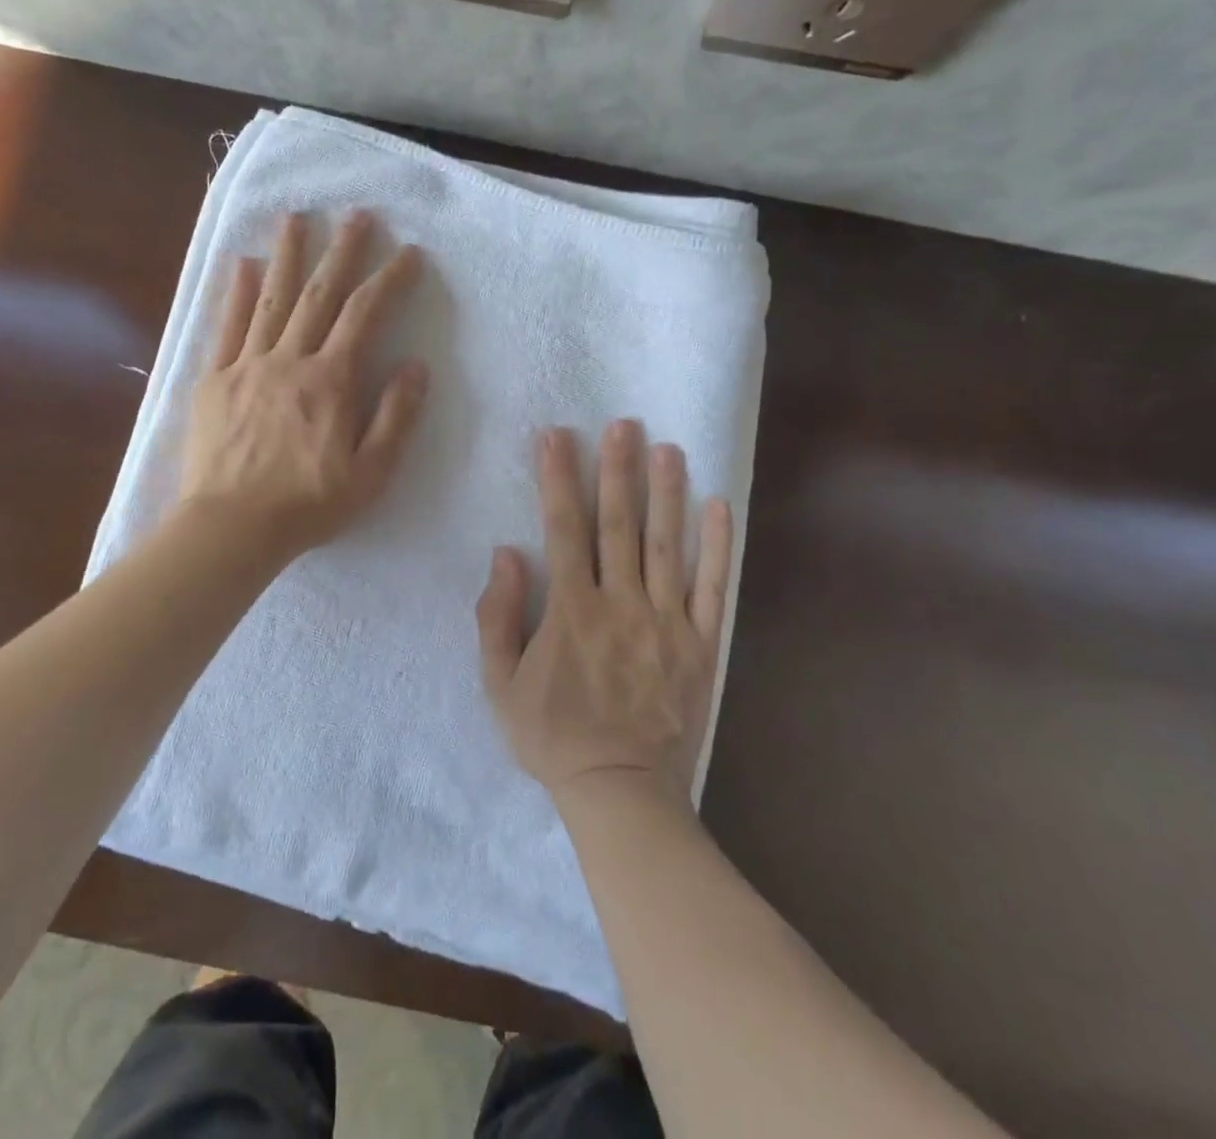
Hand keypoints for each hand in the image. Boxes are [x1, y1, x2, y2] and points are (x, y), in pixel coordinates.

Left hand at [181, 210, 428, 562]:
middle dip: (341, 251)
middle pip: (318, 295)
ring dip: (286, 256)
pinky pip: (226, 328)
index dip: (389, 280)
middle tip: (356, 214)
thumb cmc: (308, 504)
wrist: (231, 528)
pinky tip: (240, 264)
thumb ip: (395, 416)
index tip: (408, 253)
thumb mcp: (370, 472)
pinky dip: (235, 293)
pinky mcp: (213, 381)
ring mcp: (247, 366)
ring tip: (295, 218)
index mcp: (330, 381)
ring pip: (270, 300)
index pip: (365, 315)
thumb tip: (416, 366)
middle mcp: (289, 360)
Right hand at [476, 421, 733, 807]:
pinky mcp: (700, 644)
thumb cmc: (553, 736)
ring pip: (667, 546)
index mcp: (571, 610)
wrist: (621, 791)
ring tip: (668, 448)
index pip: (563, 530)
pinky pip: (710, 588)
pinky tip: (719, 506)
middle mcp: (620, 604)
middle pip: (619, 525)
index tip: (557, 436)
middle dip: (617, 470)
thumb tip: (506, 554)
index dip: (558, 480)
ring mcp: (666, 622)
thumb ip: (497, 617)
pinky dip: (716, 546)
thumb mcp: (500, 684)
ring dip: (667, 494)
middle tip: (622, 424)